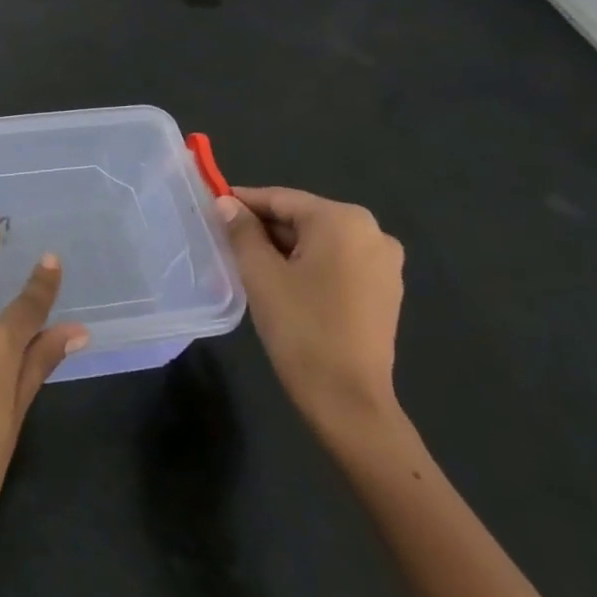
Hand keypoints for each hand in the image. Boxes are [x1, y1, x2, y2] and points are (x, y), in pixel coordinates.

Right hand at [215, 187, 405, 443]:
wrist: (347, 398)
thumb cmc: (301, 327)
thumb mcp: (260, 273)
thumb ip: (241, 231)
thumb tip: (226, 203)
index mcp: (343, 220)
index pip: (281, 199)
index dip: (242, 202)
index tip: (211, 208)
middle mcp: (372, 232)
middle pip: (302, 218)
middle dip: (263, 228)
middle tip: (225, 241)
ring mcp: (384, 263)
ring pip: (319, 241)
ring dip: (284, 248)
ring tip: (248, 264)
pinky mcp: (385, 290)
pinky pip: (337, 262)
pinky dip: (308, 265)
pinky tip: (283, 285)